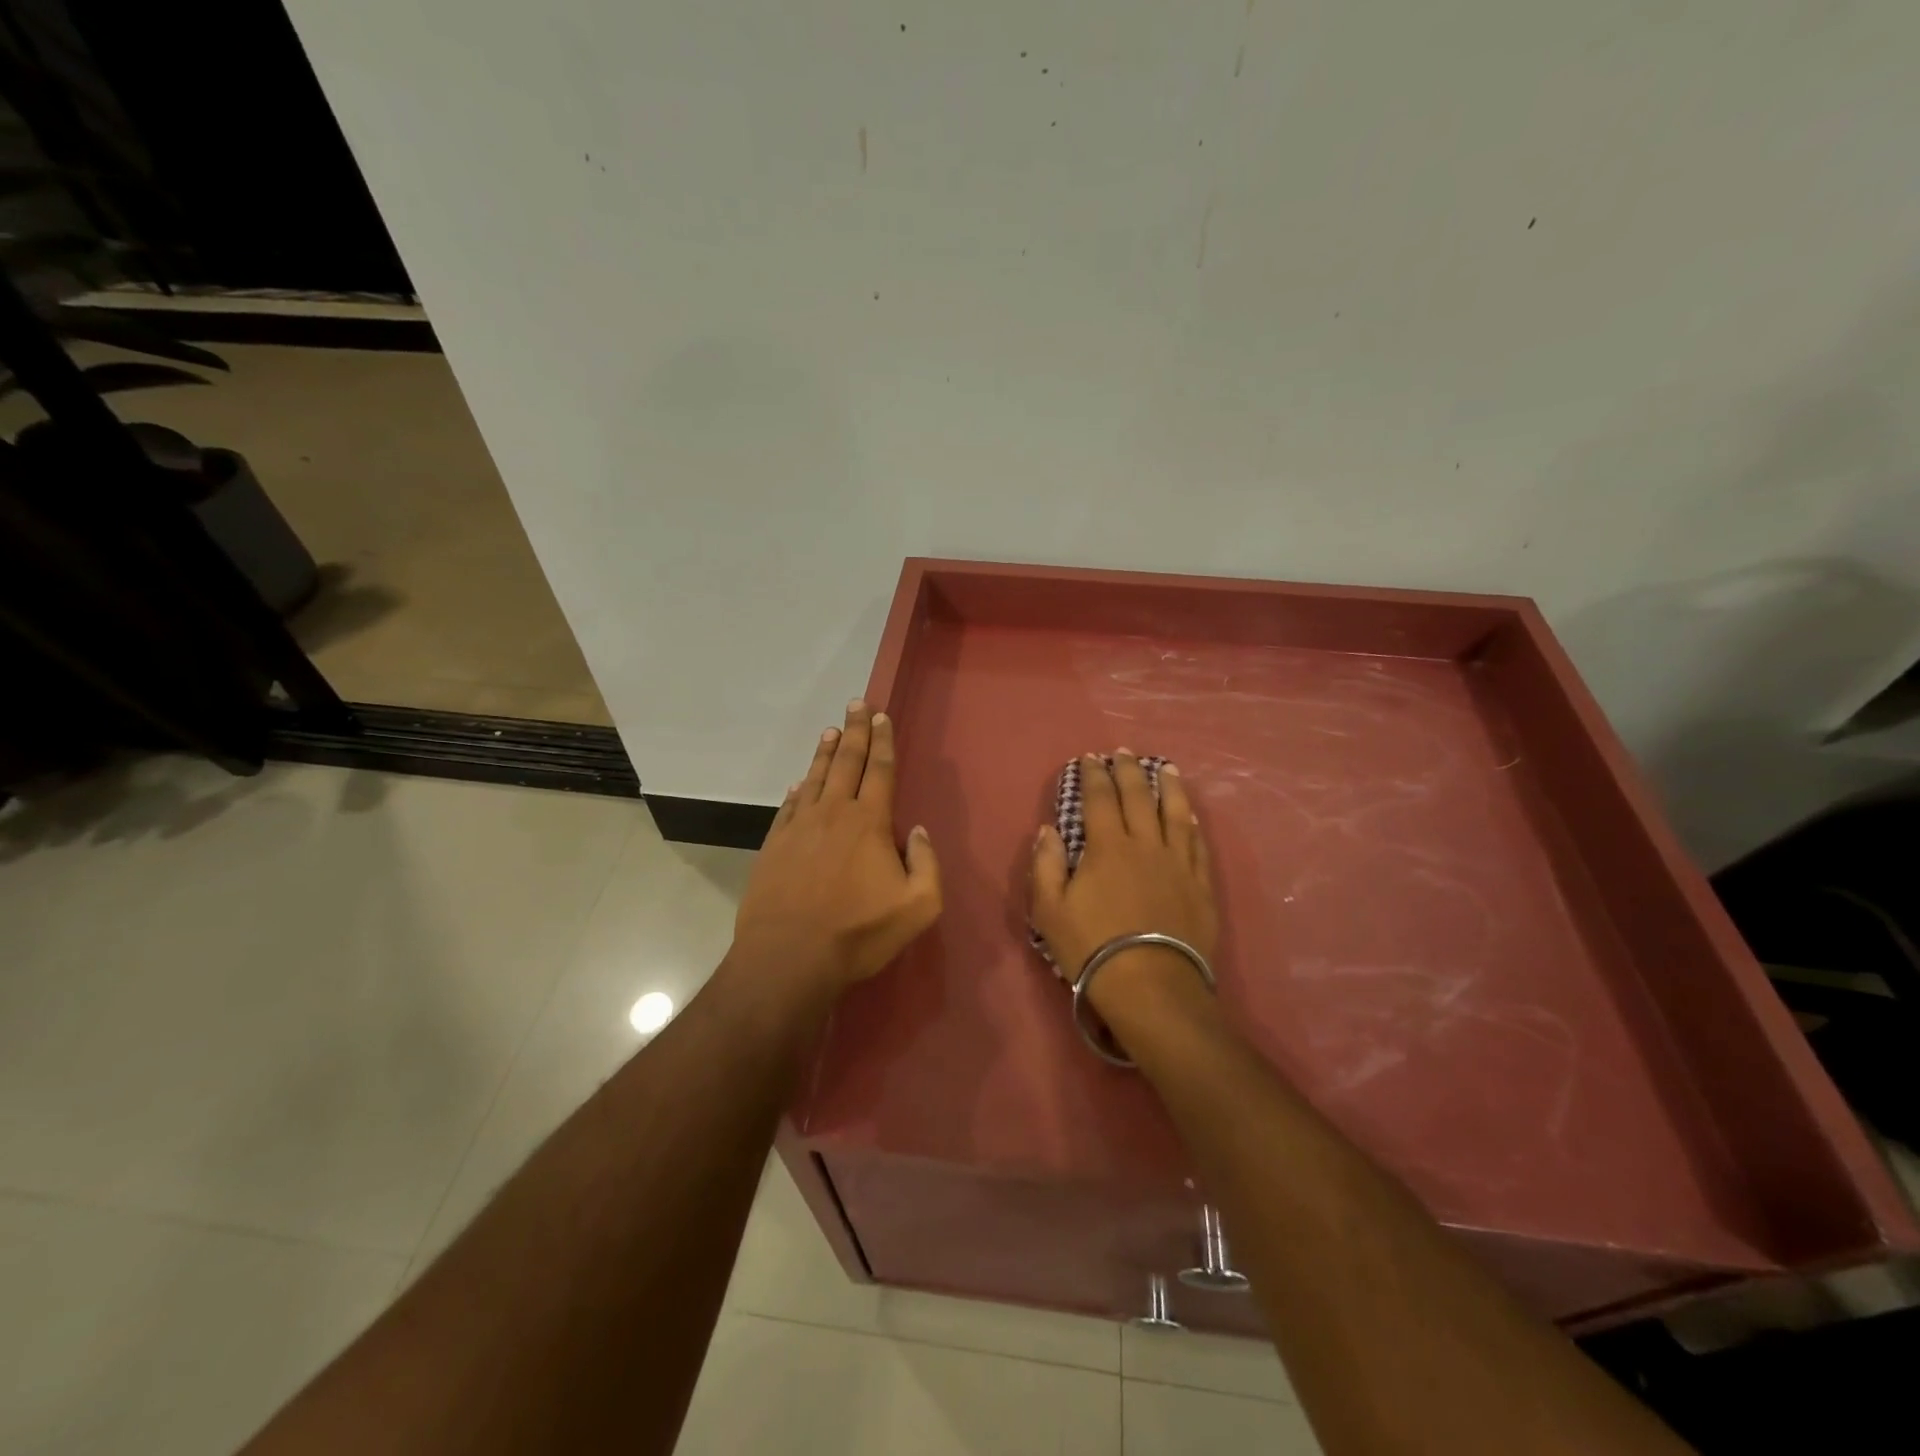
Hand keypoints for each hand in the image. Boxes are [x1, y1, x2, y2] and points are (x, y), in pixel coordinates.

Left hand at [729, 700, 942, 1007]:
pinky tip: (798, 783)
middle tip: (856, 704)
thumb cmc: (859, 933)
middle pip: (846, 762)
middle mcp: (833, 813)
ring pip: (814, 778)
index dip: (882, 741)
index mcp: (869, 823)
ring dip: (825, 752)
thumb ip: (926, 864)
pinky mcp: (774, 845)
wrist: (789, 958)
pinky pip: (788, 807)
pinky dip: (797, 790)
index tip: (881, 716)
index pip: (880, 770)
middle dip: (855, 732)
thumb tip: (918, 831)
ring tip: (830, 730)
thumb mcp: (917, 906)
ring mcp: (799, 827)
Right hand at [1030, 751, 1218, 1030]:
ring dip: (1168, 786)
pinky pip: (1198, 843)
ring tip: (1166, 767)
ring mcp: (1178, 863)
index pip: (1099, 798)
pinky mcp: (1200, 885)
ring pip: (1175, 813)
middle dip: (1128, 770)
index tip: (1089, 758)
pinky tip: (1190, 813)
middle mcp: (1146, 844)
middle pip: (1138, 797)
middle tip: (1123, 752)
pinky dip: (1192, 823)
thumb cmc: (1093, 948)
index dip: (1093, 776)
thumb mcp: (1050, 910)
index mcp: (1107, 847)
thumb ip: (1046, 865)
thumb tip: (1048, 830)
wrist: (1152, 986)